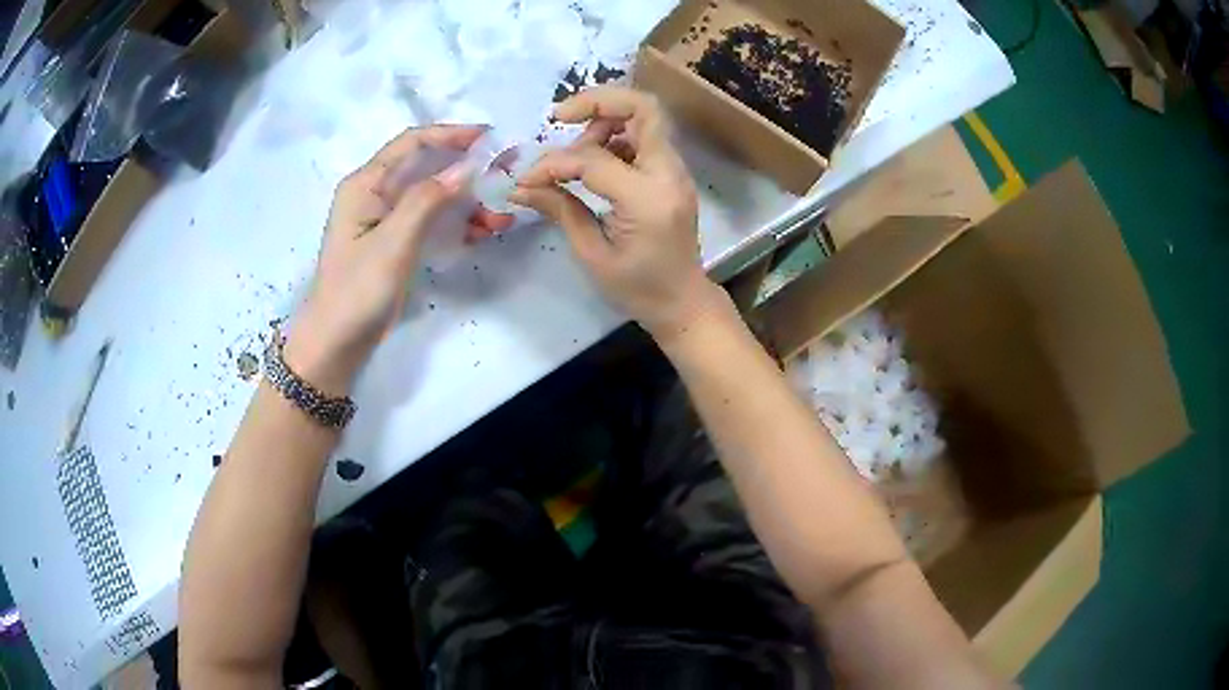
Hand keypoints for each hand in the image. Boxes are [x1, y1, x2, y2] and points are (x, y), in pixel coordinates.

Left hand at [287, 125, 513, 394]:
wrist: (336, 344)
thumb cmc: (357, 290)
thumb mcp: (393, 242)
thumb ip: (427, 200)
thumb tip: (467, 166)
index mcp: (366, 184)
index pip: (412, 143)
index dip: (451, 134)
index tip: (491, 138)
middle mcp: (376, 194)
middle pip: (427, 167)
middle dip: (467, 171)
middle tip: (506, 178)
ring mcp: (387, 219)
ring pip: (434, 196)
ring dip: (468, 201)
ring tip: (502, 216)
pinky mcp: (396, 242)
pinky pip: (432, 221)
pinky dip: (458, 223)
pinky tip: (484, 232)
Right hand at [511, 86, 719, 339]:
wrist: (683, 302)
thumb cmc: (638, 289)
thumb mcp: (593, 254)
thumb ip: (560, 210)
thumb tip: (519, 187)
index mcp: (647, 199)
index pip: (593, 158)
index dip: (554, 163)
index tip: (528, 179)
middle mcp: (668, 174)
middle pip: (642, 108)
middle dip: (597, 102)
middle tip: (560, 117)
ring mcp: (675, 171)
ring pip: (645, 117)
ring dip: (605, 119)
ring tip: (575, 150)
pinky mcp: (671, 173)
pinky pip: (644, 137)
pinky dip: (615, 135)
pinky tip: (592, 160)